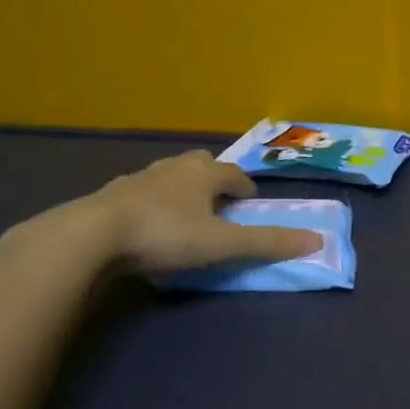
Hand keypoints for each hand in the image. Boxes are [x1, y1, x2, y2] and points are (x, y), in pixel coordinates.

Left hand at [3, 151, 320, 277]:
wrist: (92, 236)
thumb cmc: (166, 234)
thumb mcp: (222, 244)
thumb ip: (267, 243)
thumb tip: (317, 240)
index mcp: (203, 174)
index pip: (234, 174)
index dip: (246, 188)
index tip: (250, 205)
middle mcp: (172, 169)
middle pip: (200, 164)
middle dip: (212, 178)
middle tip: (218, 201)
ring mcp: (138, 179)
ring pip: (167, 175)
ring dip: (180, 188)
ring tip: (183, 212)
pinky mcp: (110, 196)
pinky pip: (138, 193)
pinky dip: (149, 203)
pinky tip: (144, 224)